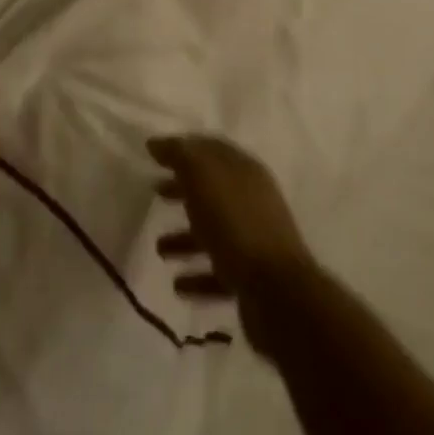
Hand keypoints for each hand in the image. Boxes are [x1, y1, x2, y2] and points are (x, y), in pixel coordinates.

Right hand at [149, 135, 313, 354]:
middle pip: (212, 189)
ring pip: (214, 232)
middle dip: (183, 190)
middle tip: (155, 192)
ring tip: (160, 249)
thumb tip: (157, 142)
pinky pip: (218, 272)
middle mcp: (251, 200)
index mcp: (244, 170)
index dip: (183, 148)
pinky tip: (178, 285)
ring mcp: (253, 240)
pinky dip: (198, 276)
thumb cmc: (236, 224)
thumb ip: (180, 156)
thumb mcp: (203, 178)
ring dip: (186, 238)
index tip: (156, 154)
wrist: (277, 292)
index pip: (211, 149)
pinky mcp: (252, 279)